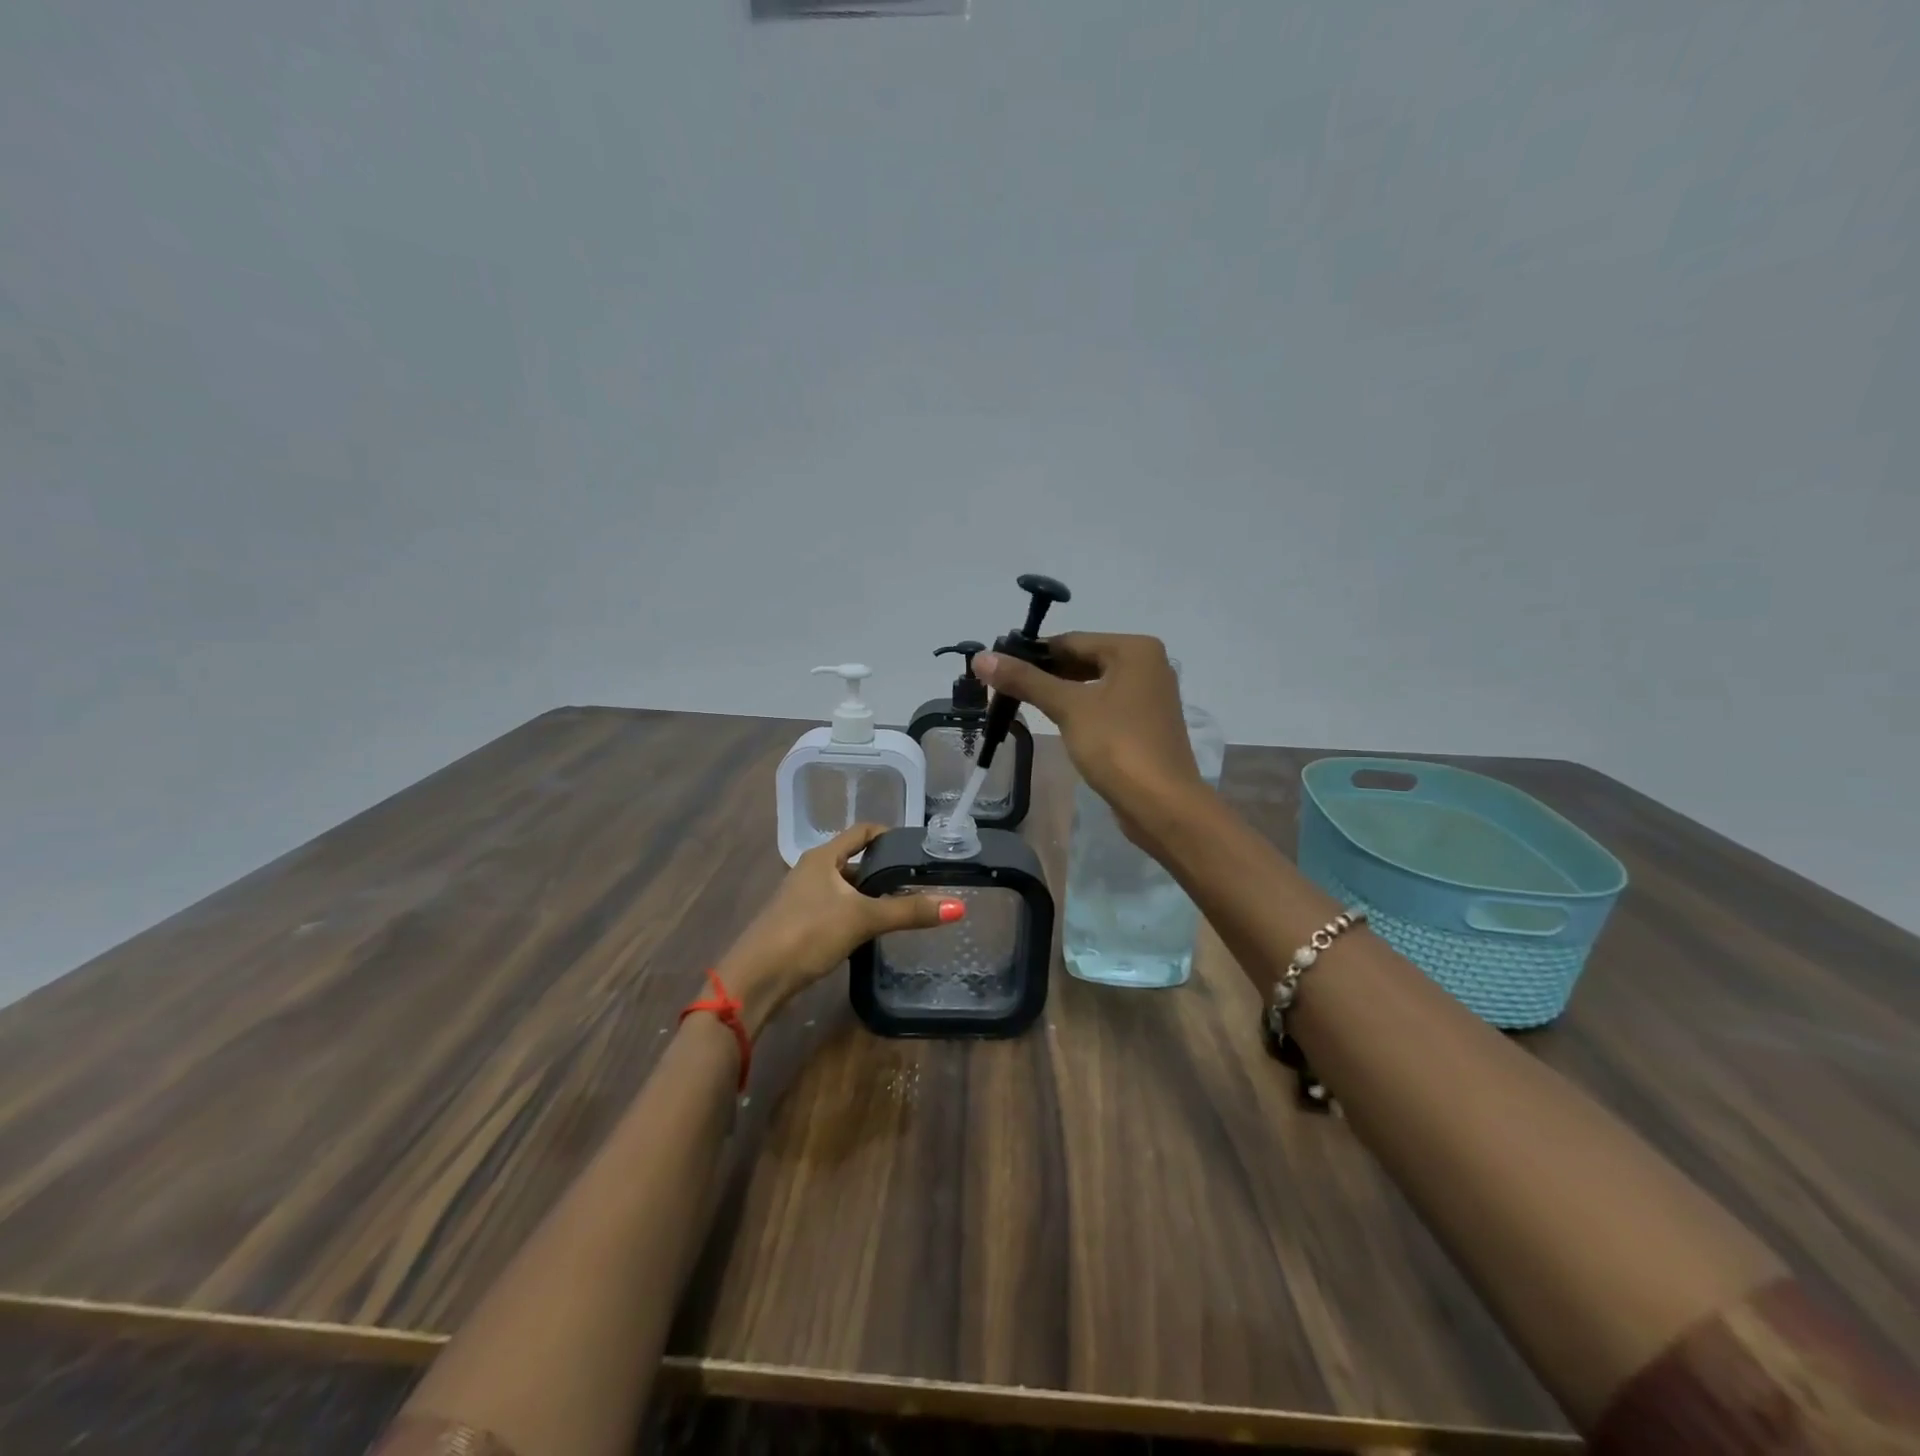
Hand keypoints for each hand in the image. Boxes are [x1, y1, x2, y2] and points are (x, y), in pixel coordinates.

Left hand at [717, 823, 960, 1035]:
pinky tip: (873, 931)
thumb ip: (909, 911)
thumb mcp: (862, 919)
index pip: (863, 832)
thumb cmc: (807, 934)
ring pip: (847, 888)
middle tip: (920, 882)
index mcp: (823, 856)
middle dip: (886, 871)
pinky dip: (857, 913)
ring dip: (872, 895)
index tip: (919, 849)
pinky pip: (837, 908)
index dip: (890, 835)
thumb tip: (958, 906)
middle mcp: (812, 870)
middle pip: (856, 861)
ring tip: (905, 907)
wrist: (756, 978)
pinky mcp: (800, 923)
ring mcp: (804, 897)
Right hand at [975, 633, 1203, 852]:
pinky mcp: (1145, 724)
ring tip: (1020, 704)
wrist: (1162, 805)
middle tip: (1003, 689)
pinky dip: (1079, 710)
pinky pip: (1104, 706)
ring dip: (1059, 693)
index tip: (996, 667)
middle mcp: (1147, 664)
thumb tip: (981, 658)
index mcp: (1135, 649)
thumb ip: (1026, 680)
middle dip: (1044, 675)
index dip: (1031, 654)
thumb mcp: (1068, 708)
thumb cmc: (1117, 746)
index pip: (1071, 641)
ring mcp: (1149, 696)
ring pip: (1092, 685)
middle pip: (1083, 660)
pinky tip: (1055, 722)